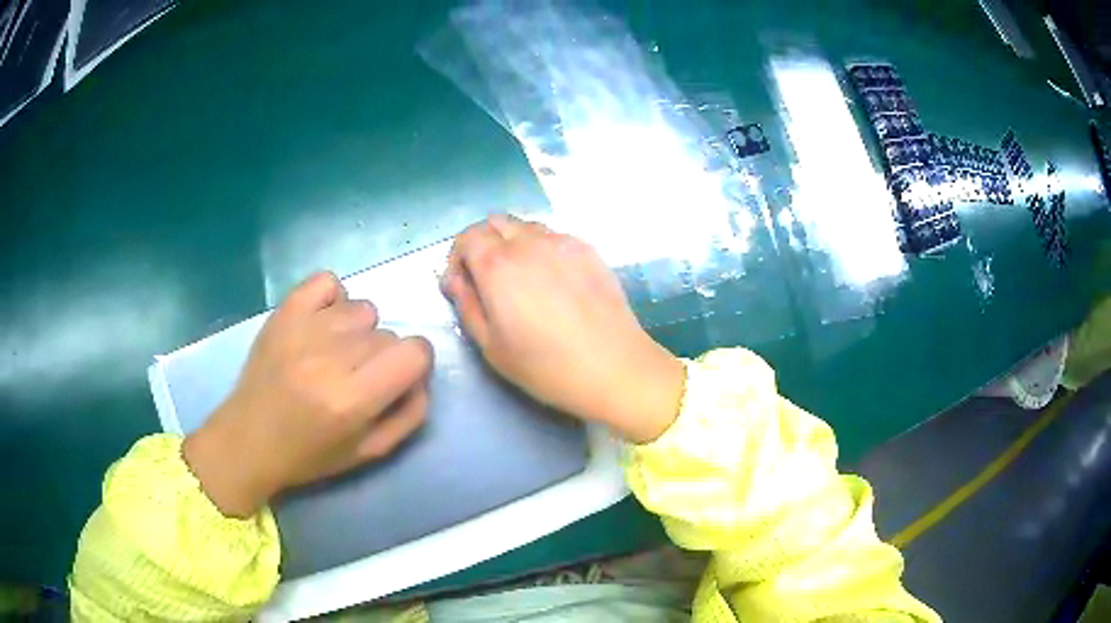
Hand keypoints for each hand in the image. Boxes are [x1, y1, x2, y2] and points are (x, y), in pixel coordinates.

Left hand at [183, 272, 432, 517]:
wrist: (248, 439)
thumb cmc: (309, 455)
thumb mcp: (369, 452)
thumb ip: (409, 416)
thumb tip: (421, 376)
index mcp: (352, 399)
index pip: (414, 352)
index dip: (417, 363)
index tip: (400, 376)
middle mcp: (329, 358)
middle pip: (387, 334)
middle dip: (382, 358)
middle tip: (355, 379)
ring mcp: (303, 329)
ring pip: (362, 309)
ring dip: (358, 332)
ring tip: (334, 354)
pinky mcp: (283, 312)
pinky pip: (328, 282)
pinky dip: (334, 299)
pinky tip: (322, 324)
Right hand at [441, 215, 684, 443]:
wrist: (613, 367)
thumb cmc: (546, 366)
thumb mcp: (491, 346)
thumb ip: (466, 305)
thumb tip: (454, 279)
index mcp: (498, 265)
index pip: (467, 237)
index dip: (458, 257)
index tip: (463, 284)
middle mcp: (529, 243)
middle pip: (494, 224)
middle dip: (482, 245)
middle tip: (488, 280)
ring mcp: (563, 242)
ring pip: (525, 226)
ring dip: (512, 243)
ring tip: (521, 279)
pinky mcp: (588, 249)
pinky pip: (554, 236)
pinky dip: (541, 248)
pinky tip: (552, 281)